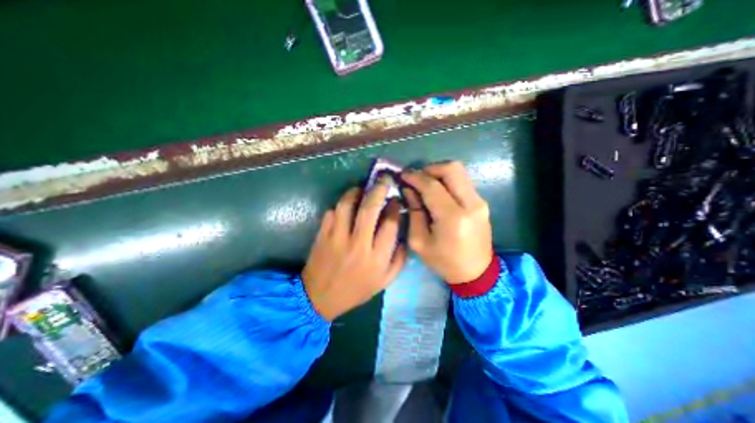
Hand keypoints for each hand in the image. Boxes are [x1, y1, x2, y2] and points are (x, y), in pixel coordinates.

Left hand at [302, 184, 406, 320]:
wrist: (320, 298)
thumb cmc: (356, 290)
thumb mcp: (384, 282)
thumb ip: (399, 259)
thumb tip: (403, 234)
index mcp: (376, 258)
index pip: (390, 224)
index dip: (394, 207)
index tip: (395, 200)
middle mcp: (358, 244)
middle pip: (370, 209)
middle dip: (379, 189)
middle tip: (383, 179)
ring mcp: (337, 238)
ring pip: (347, 205)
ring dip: (356, 192)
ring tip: (362, 188)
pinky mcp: (322, 235)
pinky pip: (332, 212)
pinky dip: (340, 205)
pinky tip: (346, 205)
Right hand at [401, 160, 495, 284]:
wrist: (476, 272)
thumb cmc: (444, 261)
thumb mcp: (419, 241)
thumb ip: (414, 212)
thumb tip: (409, 190)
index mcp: (453, 218)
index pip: (432, 186)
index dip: (415, 177)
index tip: (403, 175)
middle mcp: (471, 204)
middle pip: (451, 169)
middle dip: (430, 169)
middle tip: (416, 178)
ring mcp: (480, 201)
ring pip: (459, 172)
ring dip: (439, 172)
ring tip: (425, 183)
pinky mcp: (482, 202)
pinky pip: (463, 181)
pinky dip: (448, 180)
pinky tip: (437, 191)